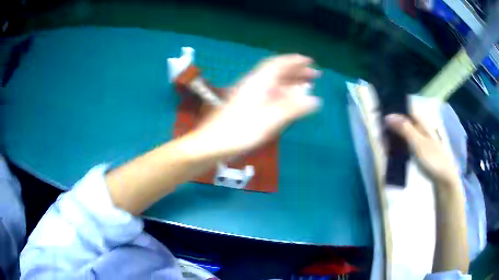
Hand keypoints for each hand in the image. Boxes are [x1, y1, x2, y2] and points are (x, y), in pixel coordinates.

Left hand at [196, 54, 321, 156]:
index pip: (278, 64)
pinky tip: (288, 101)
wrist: (212, 144)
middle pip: (278, 73)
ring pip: (273, 84)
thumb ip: (293, 108)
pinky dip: (282, 94)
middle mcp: (253, 84)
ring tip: (307, 87)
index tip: (310, 61)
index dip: (295, 61)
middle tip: (315, 75)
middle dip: (297, 72)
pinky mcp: (246, 106)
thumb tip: (315, 99)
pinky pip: (269, 94)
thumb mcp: (269, 120)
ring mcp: (249, 95)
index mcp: (258, 82)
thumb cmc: (239, 131)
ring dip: (291, 83)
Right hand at [385, 113, 459, 186]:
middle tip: (381, 129)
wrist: (443, 178)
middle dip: (394, 122)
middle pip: (406, 119)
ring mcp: (422, 139)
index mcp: (422, 122)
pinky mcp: (421, 149)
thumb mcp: (417, 144)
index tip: (382, 113)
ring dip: (396, 133)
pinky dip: (401, 142)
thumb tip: (388, 116)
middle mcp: (422, 127)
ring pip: (407, 130)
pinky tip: (395, 148)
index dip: (396, 108)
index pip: (407, 108)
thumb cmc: (432, 159)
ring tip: (385, 139)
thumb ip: (404, 129)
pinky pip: (408, 141)